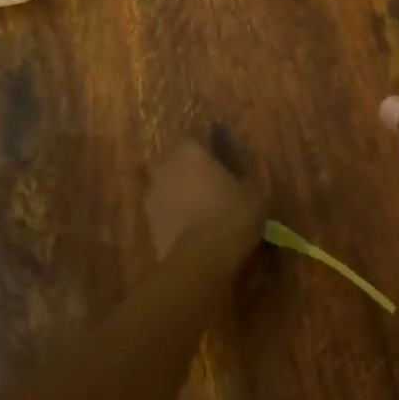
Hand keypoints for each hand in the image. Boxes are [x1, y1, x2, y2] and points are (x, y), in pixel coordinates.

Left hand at [143, 139, 263, 265]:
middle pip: (171, 163)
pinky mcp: (146, 225)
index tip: (219, 167)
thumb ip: (240, 180)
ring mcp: (150, 196)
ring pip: (164, 189)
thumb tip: (239, 179)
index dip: (206, 154)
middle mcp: (164, 167)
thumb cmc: (231, 213)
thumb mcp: (252, 193)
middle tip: (206, 188)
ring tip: (198, 214)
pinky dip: (172, 220)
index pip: (193, 142)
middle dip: (185, 172)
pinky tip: (190, 233)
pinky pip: (162, 215)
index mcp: (189, 150)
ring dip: (176, 197)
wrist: (201, 257)